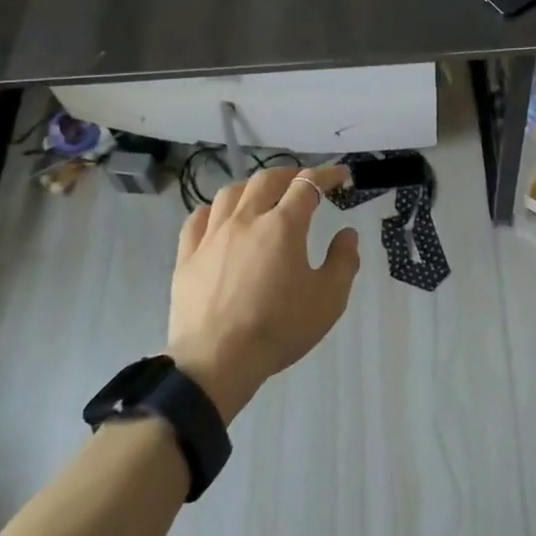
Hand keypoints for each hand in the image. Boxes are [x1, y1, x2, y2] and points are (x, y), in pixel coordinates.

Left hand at [165, 163, 360, 422]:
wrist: (216, 360)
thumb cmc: (279, 328)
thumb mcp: (329, 300)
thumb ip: (343, 261)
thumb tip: (347, 234)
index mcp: (283, 226)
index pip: (308, 185)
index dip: (327, 175)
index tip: (341, 175)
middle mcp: (246, 219)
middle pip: (267, 180)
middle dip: (290, 174)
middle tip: (303, 182)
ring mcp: (212, 236)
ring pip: (230, 193)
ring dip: (252, 187)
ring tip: (262, 196)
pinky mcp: (187, 256)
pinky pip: (197, 219)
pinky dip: (213, 211)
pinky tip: (220, 219)